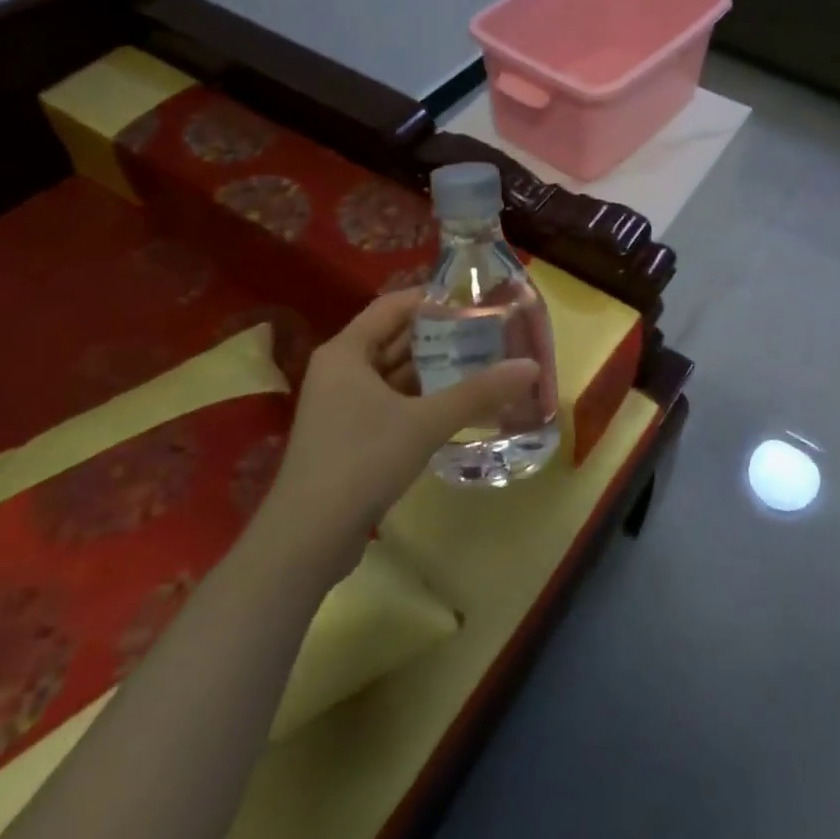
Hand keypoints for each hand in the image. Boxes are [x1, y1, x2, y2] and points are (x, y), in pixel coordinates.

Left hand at [260, 291, 538, 565]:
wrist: (308, 539)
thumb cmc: (362, 461)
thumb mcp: (426, 421)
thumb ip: (479, 392)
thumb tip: (532, 365)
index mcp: (346, 352)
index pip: (393, 306)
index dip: (434, 299)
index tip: (477, 300)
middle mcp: (341, 371)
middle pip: (396, 339)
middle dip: (442, 336)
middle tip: (492, 332)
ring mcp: (344, 406)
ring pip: (397, 374)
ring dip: (436, 370)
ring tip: (486, 363)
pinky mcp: (352, 436)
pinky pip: (394, 403)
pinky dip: (424, 400)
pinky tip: (461, 405)